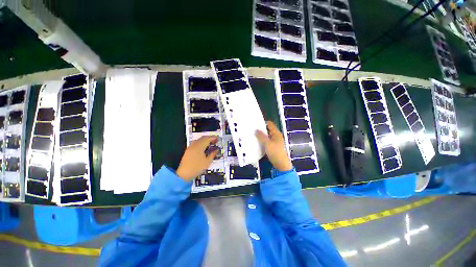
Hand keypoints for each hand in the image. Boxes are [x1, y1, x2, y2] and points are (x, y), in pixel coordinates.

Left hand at [176, 136, 218, 180]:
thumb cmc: (197, 168)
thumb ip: (212, 154)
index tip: (217, 138)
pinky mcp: (188, 150)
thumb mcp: (207, 162)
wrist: (184, 174)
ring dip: (204, 140)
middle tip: (215, 140)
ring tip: (210, 143)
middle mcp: (194, 145)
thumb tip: (216, 149)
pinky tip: (203, 146)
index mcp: (199, 147)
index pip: (207, 139)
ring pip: (198, 140)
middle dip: (209, 138)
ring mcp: (190, 147)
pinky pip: (195, 143)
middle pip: (202, 138)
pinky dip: (200, 142)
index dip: (213, 138)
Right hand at [255, 121, 292, 171]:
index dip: (263, 123)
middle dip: (260, 129)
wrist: (281, 164)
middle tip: (252, 129)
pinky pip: (266, 141)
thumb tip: (255, 129)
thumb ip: (261, 136)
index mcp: (276, 133)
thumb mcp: (267, 143)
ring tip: (252, 135)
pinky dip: (262, 141)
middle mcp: (276, 136)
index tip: (255, 124)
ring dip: (260, 135)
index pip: (269, 124)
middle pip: (268, 130)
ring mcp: (274, 141)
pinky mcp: (272, 147)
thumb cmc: (275, 152)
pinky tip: (256, 142)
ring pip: (266, 136)